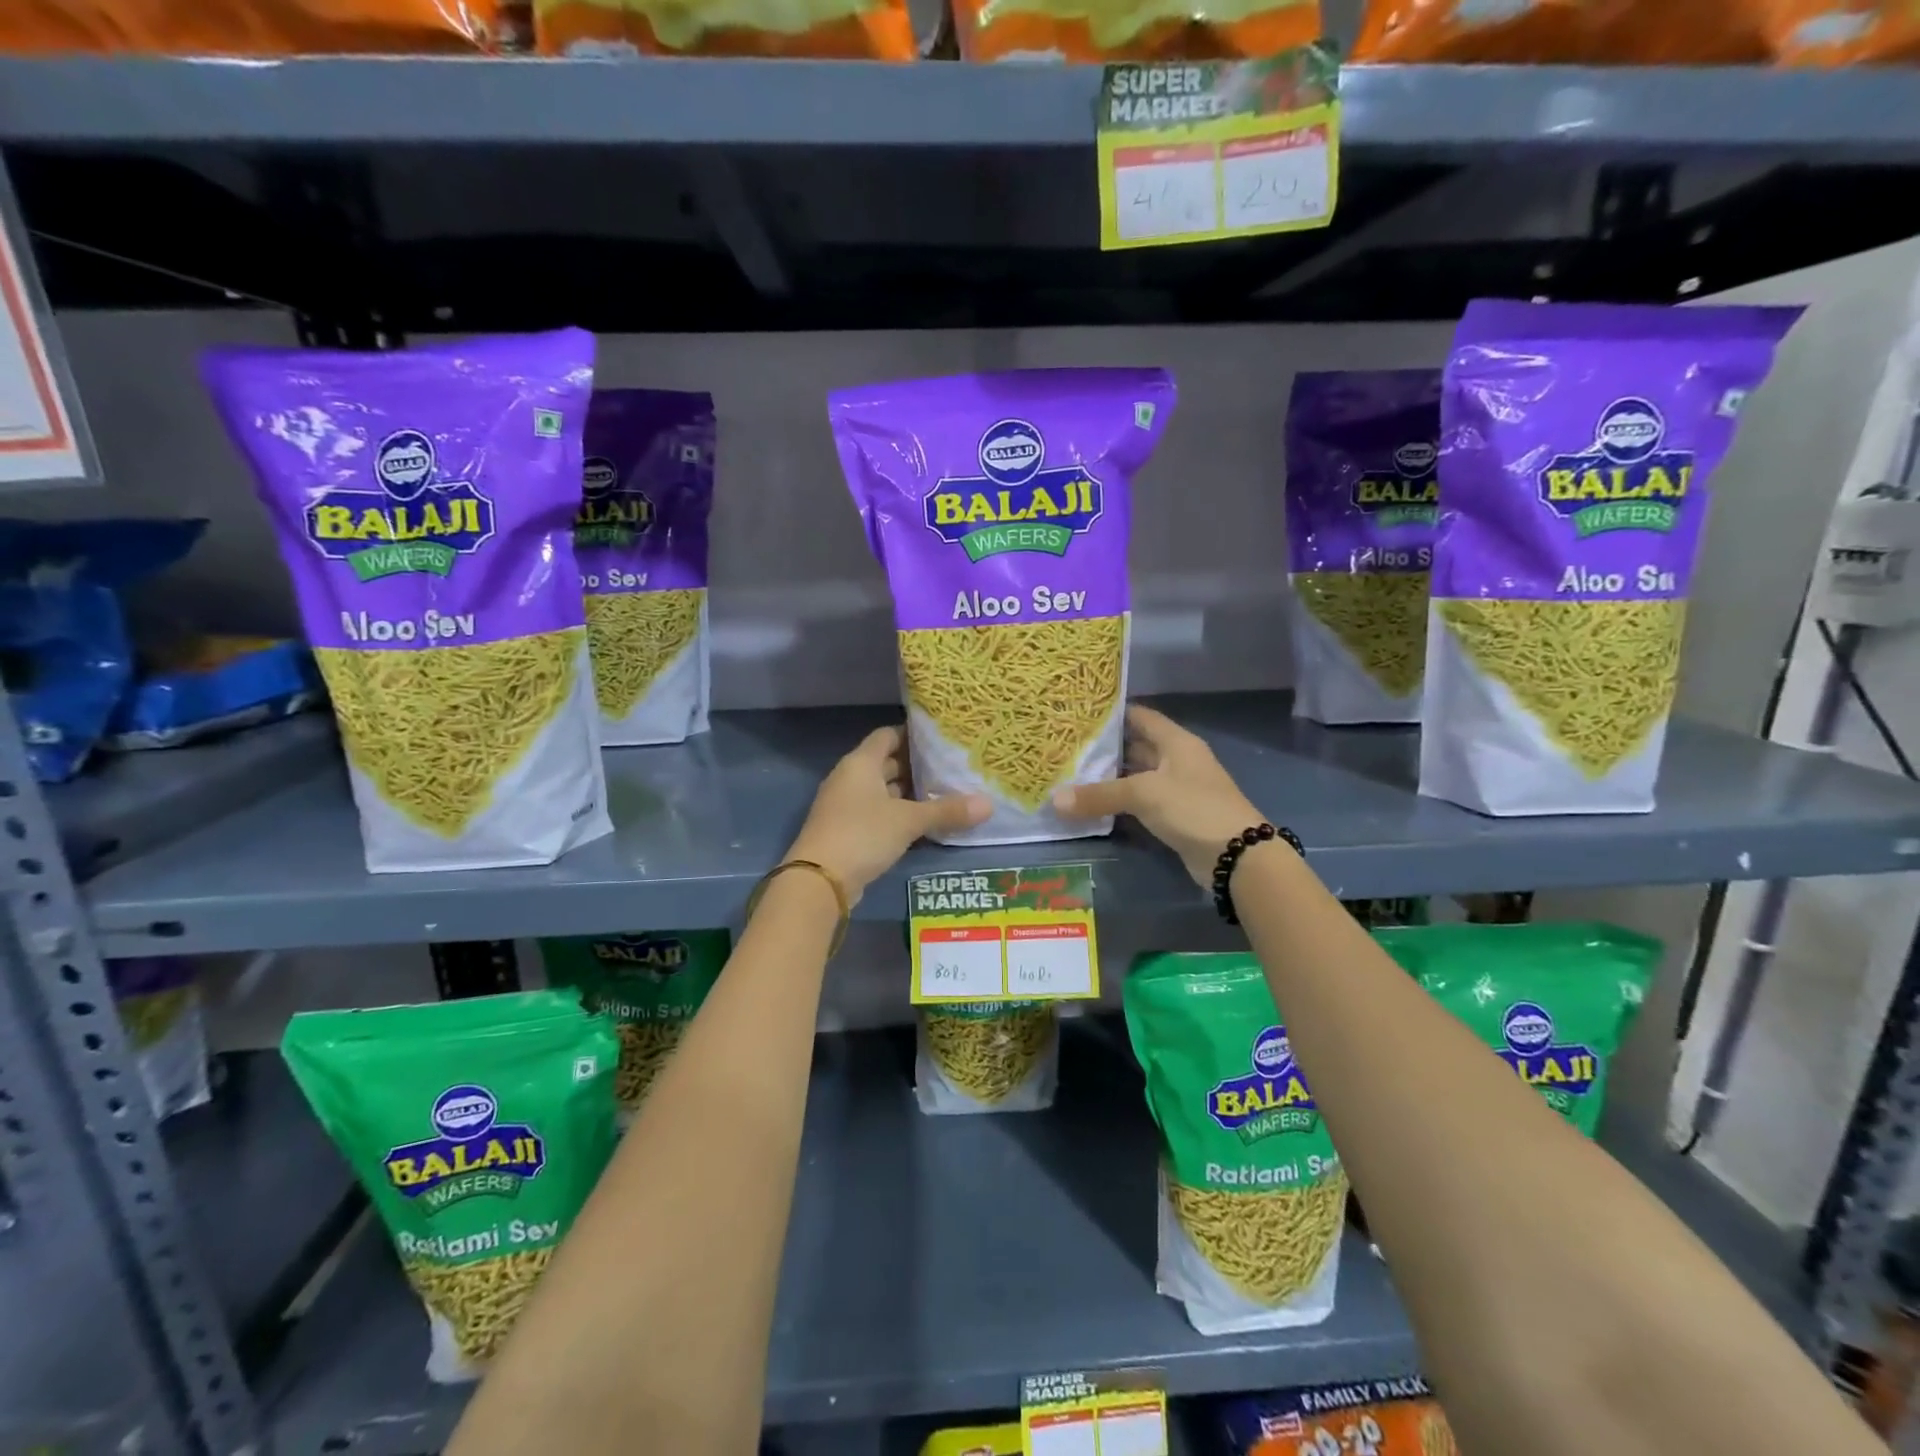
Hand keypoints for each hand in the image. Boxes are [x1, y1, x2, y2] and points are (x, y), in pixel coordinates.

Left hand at [786, 726, 989, 904]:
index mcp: (861, 763)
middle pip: (886, 763)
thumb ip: (947, 811)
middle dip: (916, 766)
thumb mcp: (909, 821)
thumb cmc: (863, 834)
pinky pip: (877, 813)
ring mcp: (846, 805)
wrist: (819, 880)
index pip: (887, 735)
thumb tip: (989, 804)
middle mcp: (850, 778)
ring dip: (908, 793)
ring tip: (944, 794)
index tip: (941, 739)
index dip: (912, 734)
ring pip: (882, 791)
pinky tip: (923, 824)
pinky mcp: (847, 831)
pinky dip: (898, 815)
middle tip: (951, 768)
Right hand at [1052, 705, 1262, 888]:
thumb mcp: (1144, 795)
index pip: (1140, 716)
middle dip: (1105, 747)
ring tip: (1071, 773)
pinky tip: (1093, 804)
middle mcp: (1177, 760)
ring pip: (1137, 776)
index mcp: (1176, 742)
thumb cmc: (1193, 808)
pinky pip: (1140, 801)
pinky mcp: (1175, 815)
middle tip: (1066, 746)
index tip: (1079, 714)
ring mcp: (1177, 789)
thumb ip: (1099, 795)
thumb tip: (1054, 800)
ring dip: (1110, 777)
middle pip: (1137, 746)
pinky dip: (1119, 801)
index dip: (1113, 713)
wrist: (1237, 856)